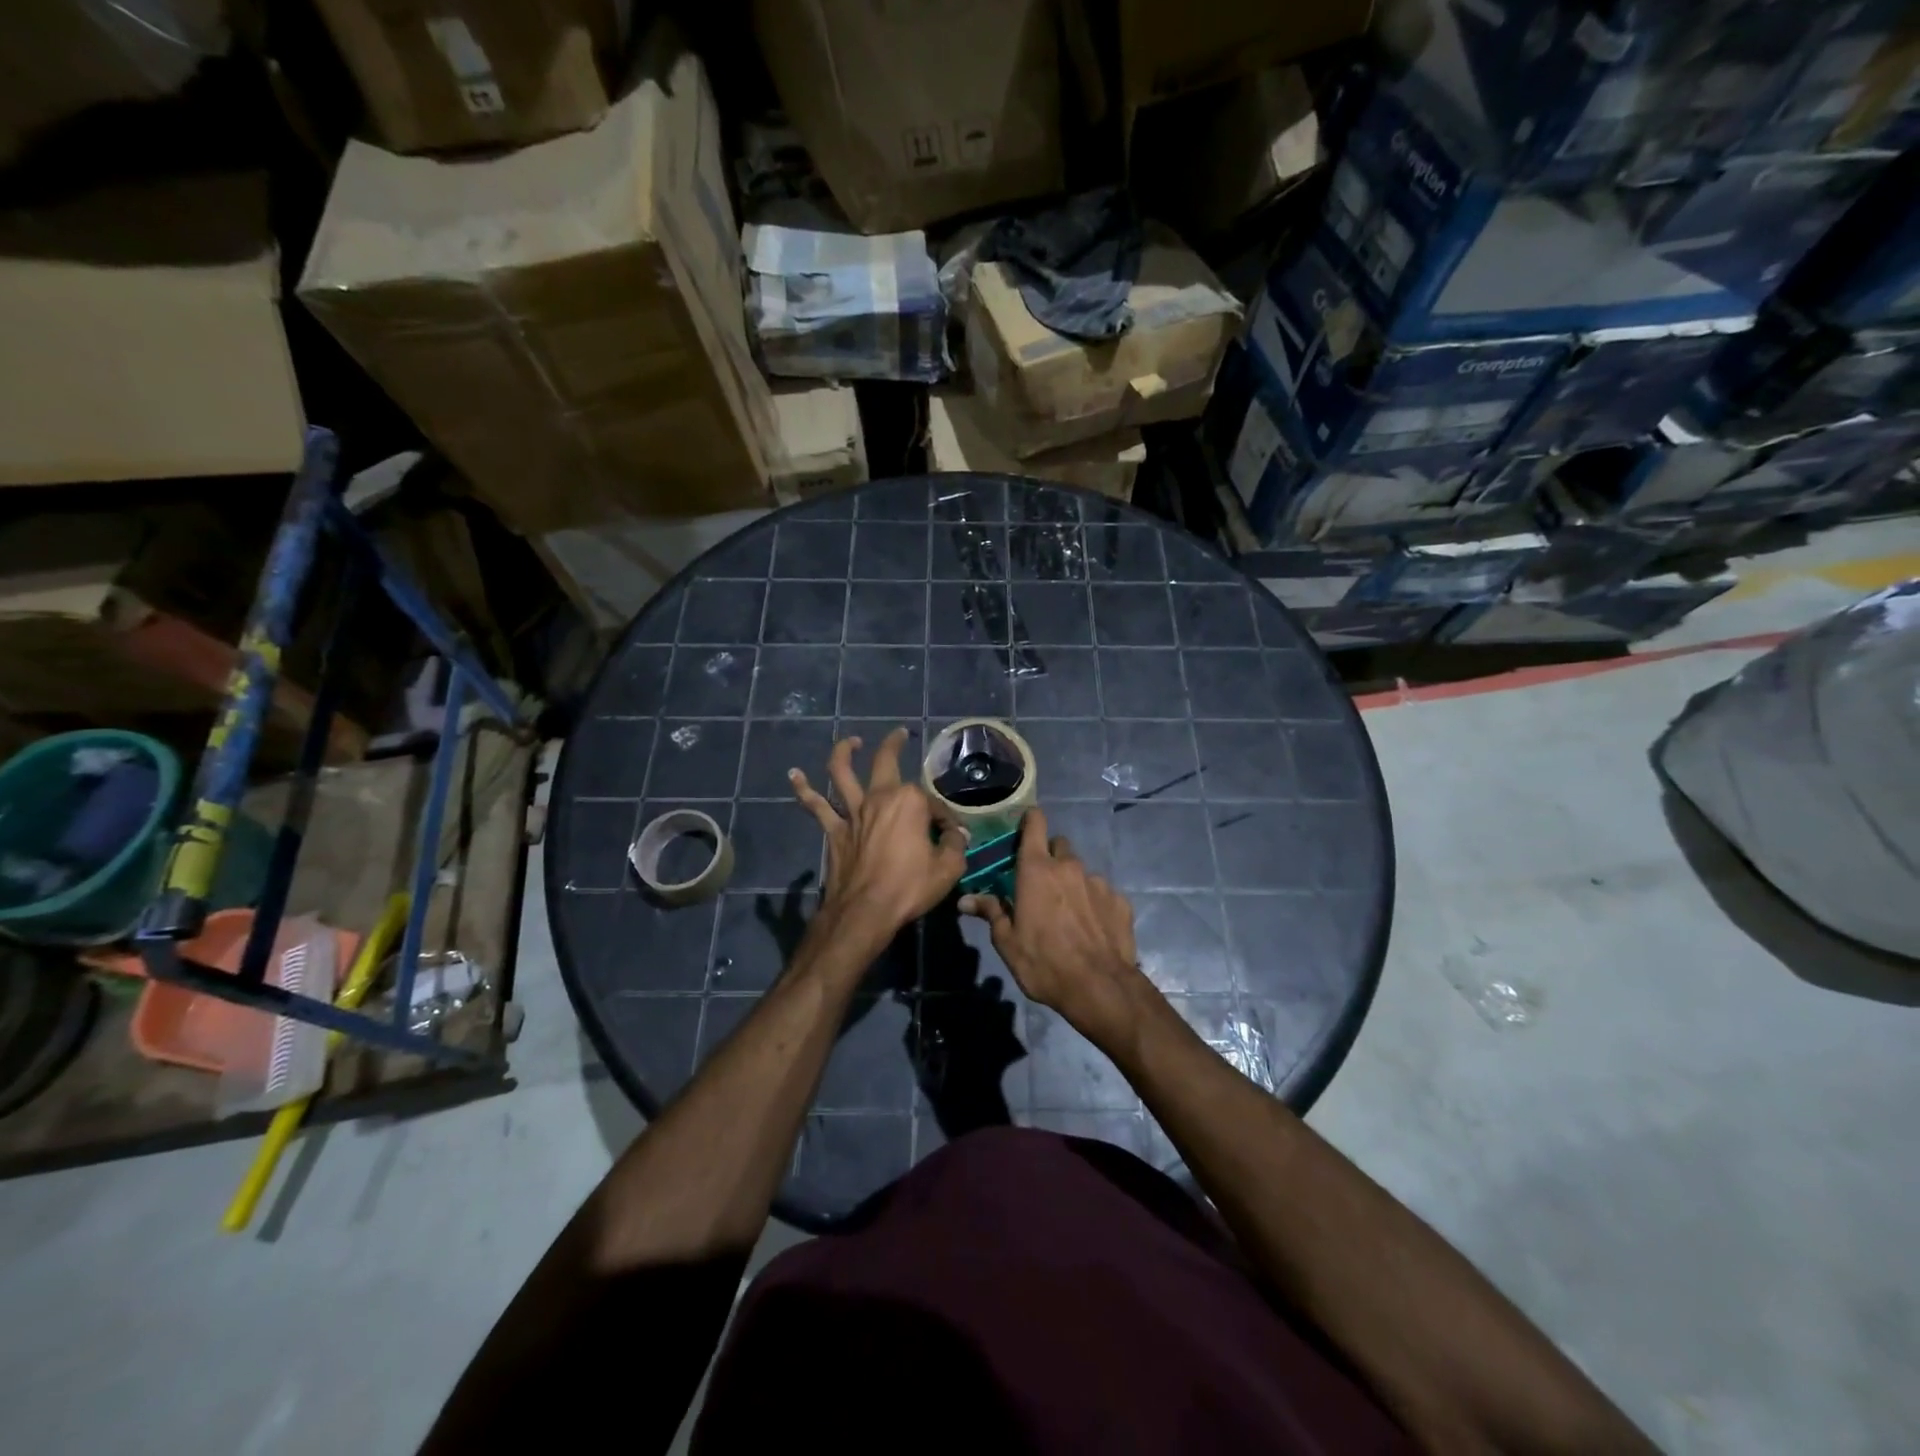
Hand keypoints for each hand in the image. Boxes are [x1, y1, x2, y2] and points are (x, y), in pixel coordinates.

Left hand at [790, 729, 967, 946]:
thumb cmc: (909, 888)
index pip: (933, 803)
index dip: (945, 819)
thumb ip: (954, 844)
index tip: (951, 836)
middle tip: (900, 734)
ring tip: (850, 742)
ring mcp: (853, 812)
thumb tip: (957, 833)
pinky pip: (815, 805)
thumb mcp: (948, 868)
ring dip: (844, 752)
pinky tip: (794, 774)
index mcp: (910, 802)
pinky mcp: (833, 830)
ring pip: (842, 772)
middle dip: (894, 743)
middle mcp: (879, 798)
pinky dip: (803, 789)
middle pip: (885, 762)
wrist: (865, 911)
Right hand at [960, 808, 1150, 1050]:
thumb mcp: (1008, 942)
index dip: (1030, 820)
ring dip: (1072, 883)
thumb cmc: (1044, 962)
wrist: (1100, 987)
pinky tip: (1091, 927)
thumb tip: (965, 899)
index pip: (1035, 824)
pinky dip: (1094, 903)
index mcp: (1037, 870)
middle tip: (1041, 883)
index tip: (1024, 826)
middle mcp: (1069, 866)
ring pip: (1081, 871)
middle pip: (1059, 846)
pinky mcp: (1120, 900)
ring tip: (1068, 912)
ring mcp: (1098, 882)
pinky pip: (1102, 893)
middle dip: (1049, 857)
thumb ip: (991, 912)